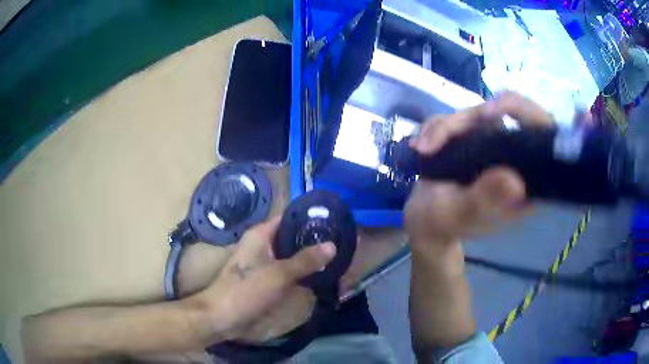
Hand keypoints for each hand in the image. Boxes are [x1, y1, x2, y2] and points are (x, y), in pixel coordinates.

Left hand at [189, 216, 336, 341]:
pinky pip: (286, 269)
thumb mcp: (279, 274)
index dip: (309, 219)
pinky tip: (318, 274)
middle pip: (290, 237)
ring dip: (307, 257)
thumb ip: (305, 260)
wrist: (223, 316)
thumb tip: (332, 245)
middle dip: (312, 240)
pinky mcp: (264, 278)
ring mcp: (262, 262)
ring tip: (334, 256)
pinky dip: (300, 271)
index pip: (288, 218)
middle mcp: (261, 244)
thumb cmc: (247, 290)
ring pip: (289, 255)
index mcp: (260, 234)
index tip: (333, 222)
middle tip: (339, 241)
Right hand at [405, 92, 552, 247]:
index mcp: (526, 181)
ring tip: (423, 149)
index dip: (526, 113)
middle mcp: (515, 159)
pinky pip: (458, 117)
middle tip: (436, 140)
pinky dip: (436, 127)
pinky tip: (422, 147)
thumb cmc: (442, 223)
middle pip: (504, 114)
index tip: (490, 114)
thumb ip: (484, 200)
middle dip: (466, 121)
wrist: (424, 220)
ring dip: (445, 126)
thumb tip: (516, 182)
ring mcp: (494, 146)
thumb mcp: (459, 215)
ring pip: (477, 113)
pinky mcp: (475, 139)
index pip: (541, 135)